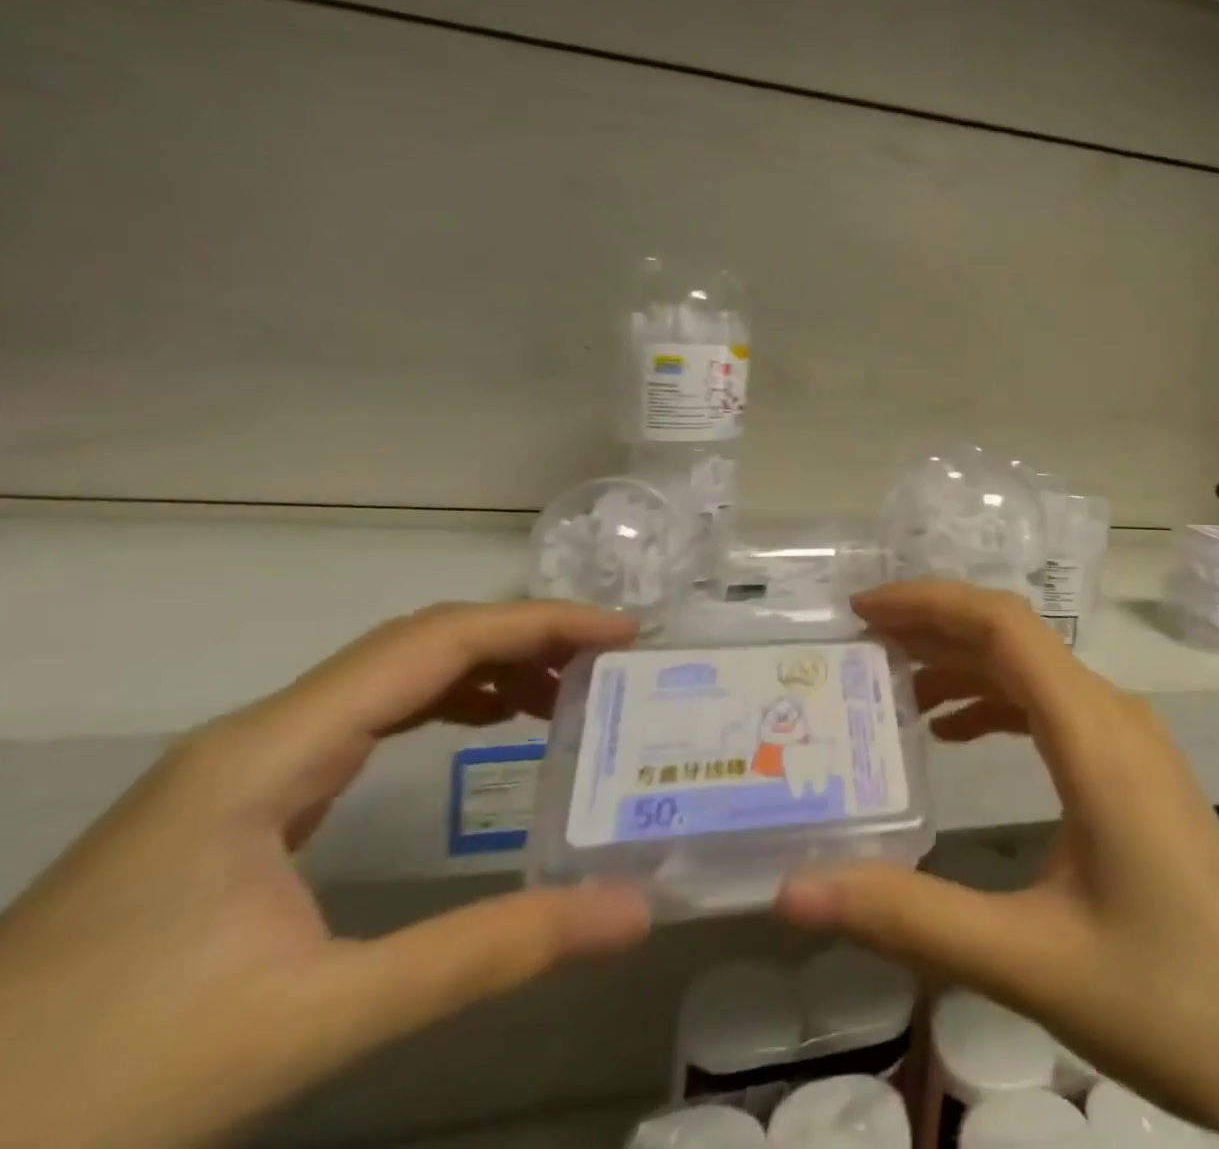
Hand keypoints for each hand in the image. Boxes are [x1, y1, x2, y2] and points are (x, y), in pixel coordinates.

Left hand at [0, 602, 653, 1148]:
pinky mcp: (238, 804)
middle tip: (610, 659)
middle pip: (417, 642)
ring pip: (390, 674)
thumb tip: (632, 913)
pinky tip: (483, 726)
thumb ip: (485, 955)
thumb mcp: (313, 1022)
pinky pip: (368, 716)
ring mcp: (242, 768)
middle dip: (525, 635)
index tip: (623, 634)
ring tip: (565, 689)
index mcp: (270, 753)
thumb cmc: (91, 1090)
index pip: (436, 642)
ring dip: (487, 664)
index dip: (541, 623)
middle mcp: (259, 735)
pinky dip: (446, 701)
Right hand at [776, 583, 1218, 1148]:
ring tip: (894, 687)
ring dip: (965, 665)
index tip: (863, 611)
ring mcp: (1131, 740)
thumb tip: (798, 889)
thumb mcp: (1028, 961)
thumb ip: (910, 918)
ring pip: (1035, 670)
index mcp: (1095, 737)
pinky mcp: (1136, 770)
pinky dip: (998, 703)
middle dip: (936, 626)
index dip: (930, 603)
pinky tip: (958, 734)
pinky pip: (1056, 708)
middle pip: (1016, 637)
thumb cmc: (1168, 1002)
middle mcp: (1116, 716)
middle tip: (862, 643)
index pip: (1004, 626)